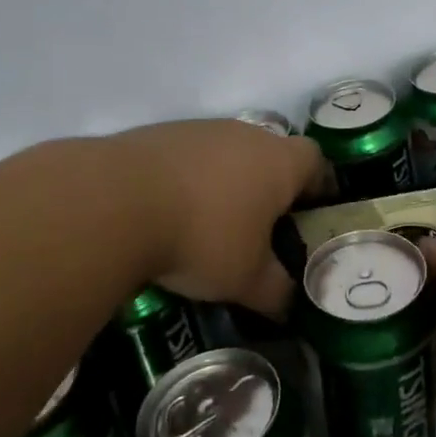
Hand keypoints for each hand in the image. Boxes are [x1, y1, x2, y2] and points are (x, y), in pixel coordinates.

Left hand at [108, 119, 328, 318]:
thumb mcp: (246, 279)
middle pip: (271, 154)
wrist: (115, 201)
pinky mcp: (160, 134)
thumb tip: (290, 307)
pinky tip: (171, 212)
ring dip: (227, 181)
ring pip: (228, 153)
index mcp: (279, 161)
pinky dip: (189, 179)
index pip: (316, 161)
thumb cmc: (203, 237)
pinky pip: (189, 156)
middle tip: (263, 227)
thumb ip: (276, 292)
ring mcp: (201, 129)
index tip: (312, 214)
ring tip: (212, 223)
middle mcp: (246, 134)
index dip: (320, 185)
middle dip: (270, 187)